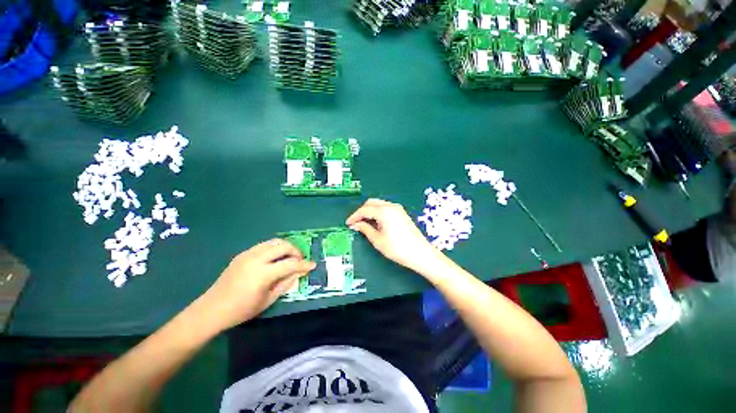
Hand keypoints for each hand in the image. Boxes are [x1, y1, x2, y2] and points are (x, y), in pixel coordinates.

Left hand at [197, 239, 315, 331]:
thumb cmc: (242, 309)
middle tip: (300, 260)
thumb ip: (286, 283)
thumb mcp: (268, 300)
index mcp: (262, 273)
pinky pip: (264, 245)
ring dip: (286, 247)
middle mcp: (256, 259)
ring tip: (289, 257)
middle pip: (283, 246)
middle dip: (296, 251)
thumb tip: (300, 272)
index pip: (290, 264)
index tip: (313, 265)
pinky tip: (275, 258)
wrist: (212, 309)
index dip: (304, 264)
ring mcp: (248, 254)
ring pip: (274, 242)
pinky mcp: (243, 254)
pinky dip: (274, 248)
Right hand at [346, 199, 441, 272]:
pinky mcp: (402, 213)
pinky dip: (378, 213)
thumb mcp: (377, 240)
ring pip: (379, 205)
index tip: (348, 223)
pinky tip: (376, 223)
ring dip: (370, 212)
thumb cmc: (397, 248)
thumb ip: (365, 229)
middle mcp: (391, 206)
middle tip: (356, 223)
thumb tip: (357, 224)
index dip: (354, 216)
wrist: (420, 253)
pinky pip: (386, 208)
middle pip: (372, 203)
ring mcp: (398, 209)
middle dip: (362, 211)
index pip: (364, 209)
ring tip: (364, 224)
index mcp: (384, 211)